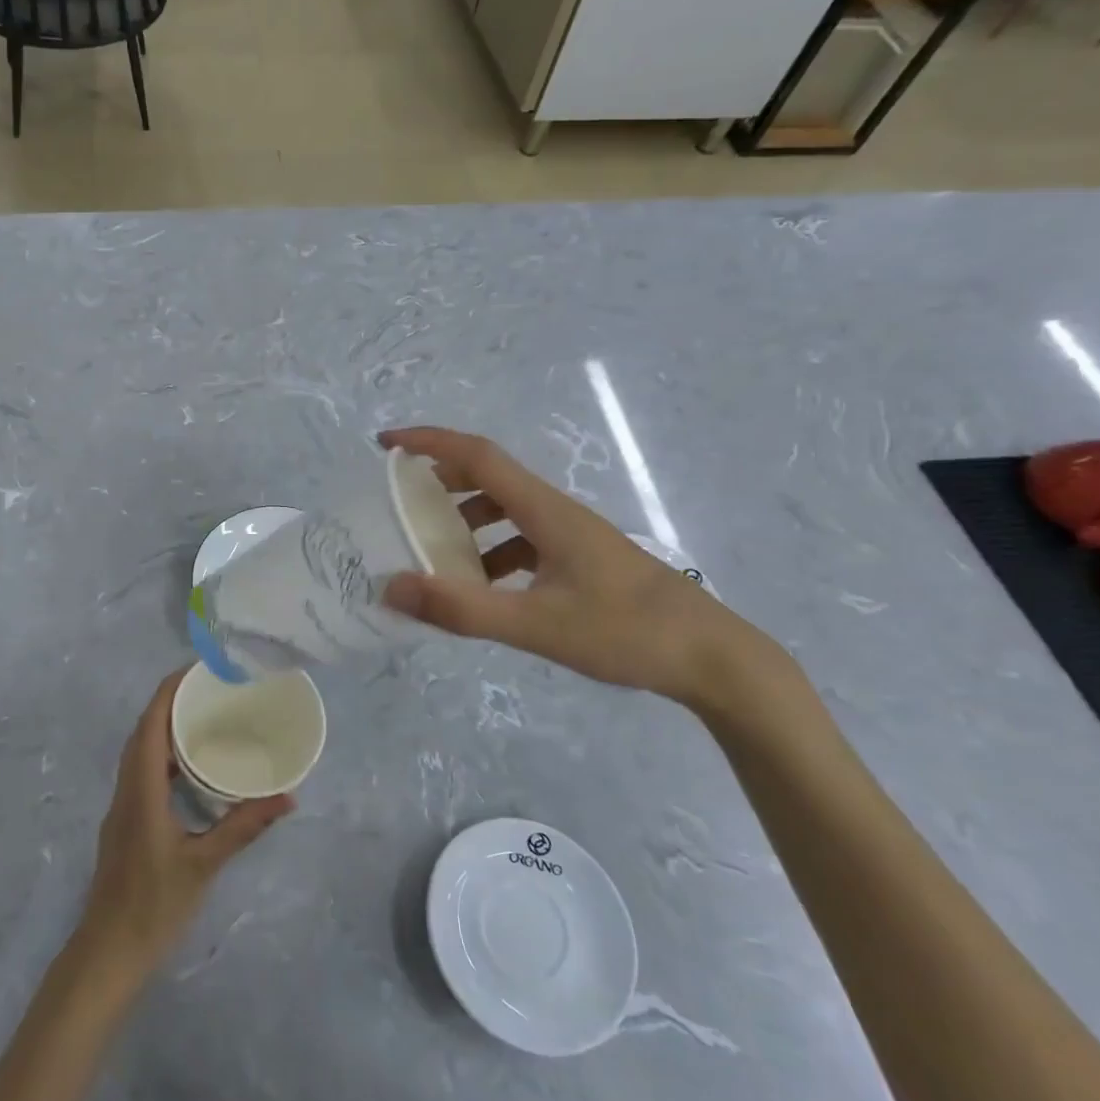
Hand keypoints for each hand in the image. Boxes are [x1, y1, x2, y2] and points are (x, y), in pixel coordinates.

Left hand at [75, 671, 293, 977]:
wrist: (107, 953)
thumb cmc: (153, 906)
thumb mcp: (204, 865)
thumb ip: (243, 827)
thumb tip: (287, 797)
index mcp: (141, 788)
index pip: (151, 723)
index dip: (169, 690)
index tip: (196, 669)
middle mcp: (127, 788)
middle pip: (143, 730)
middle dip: (169, 702)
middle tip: (208, 689)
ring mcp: (122, 805)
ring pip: (139, 751)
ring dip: (165, 728)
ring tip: (203, 718)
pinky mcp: (126, 821)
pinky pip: (142, 771)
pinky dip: (163, 756)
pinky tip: (189, 768)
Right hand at [378, 426, 784, 712]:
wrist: (713, 659)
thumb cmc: (627, 633)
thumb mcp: (536, 625)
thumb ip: (462, 609)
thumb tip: (392, 588)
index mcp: (546, 511)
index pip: (478, 455)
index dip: (429, 442)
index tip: (386, 445)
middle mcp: (556, 512)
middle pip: (489, 477)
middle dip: (440, 480)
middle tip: (400, 500)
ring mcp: (572, 536)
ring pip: (506, 510)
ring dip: (465, 519)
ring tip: (432, 549)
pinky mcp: (581, 560)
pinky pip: (522, 540)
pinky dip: (491, 552)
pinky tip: (482, 589)